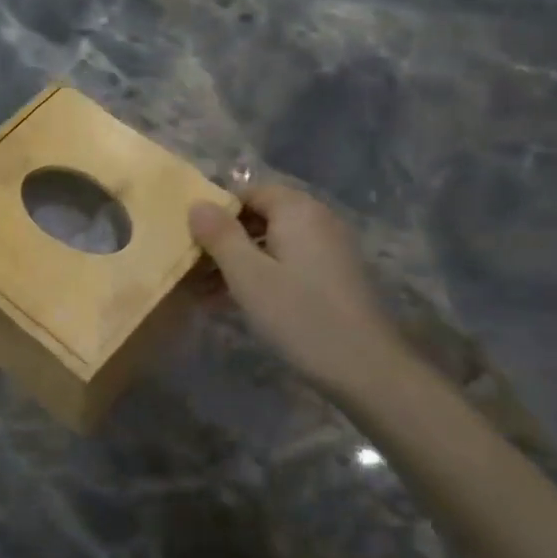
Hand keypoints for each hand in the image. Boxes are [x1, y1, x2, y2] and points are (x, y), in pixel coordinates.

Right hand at [189, 183, 400, 393]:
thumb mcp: (248, 275)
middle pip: (262, 216)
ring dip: (240, 262)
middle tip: (193, 269)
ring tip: (205, 292)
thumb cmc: (299, 314)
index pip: (249, 191)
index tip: (191, 240)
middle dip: (225, 240)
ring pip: (273, 243)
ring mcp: (329, 248)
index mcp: (297, 210)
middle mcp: (317, 220)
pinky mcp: (334, 276)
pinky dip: (263, 275)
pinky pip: (289, 263)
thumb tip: (197, 203)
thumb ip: (220, 236)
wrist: (364, 366)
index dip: (218, 212)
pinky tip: (238, 302)